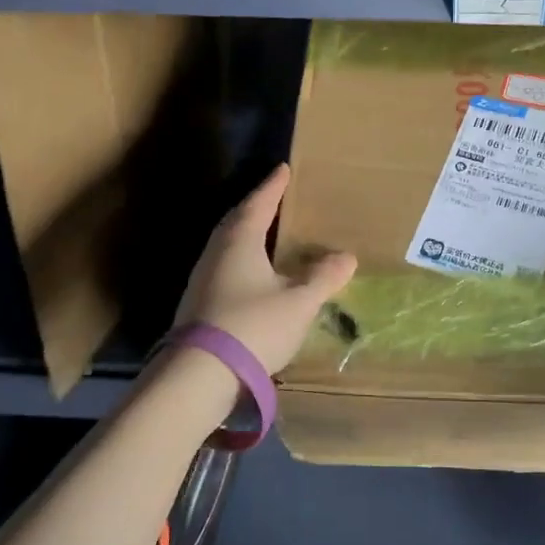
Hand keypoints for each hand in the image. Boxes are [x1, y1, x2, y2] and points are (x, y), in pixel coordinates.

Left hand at [173, 164, 357, 373]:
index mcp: (240, 241)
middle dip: (257, 208)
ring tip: (267, 235)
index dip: (273, 187)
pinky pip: (225, 268)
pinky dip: (242, 262)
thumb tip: (346, 257)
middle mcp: (217, 253)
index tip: (283, 170)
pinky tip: (254, 276)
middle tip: (274, 199)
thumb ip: (323, 278)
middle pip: (238, 221)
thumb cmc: (253, 326)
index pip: (259, 204)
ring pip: (228, 246)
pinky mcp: (198, 304)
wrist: (199, 375)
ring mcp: (203, 279)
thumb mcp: (299, 302)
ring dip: (248, 235)